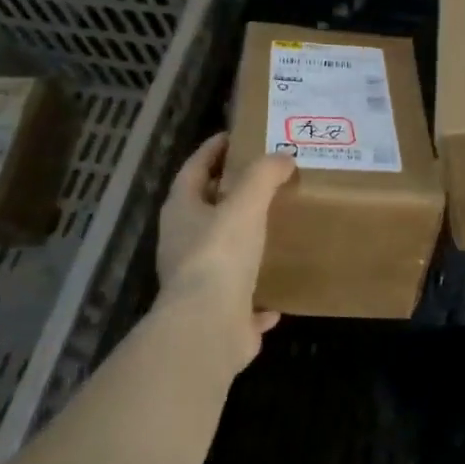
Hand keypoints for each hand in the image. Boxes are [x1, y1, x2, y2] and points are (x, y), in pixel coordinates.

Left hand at [154, 134, 295, 375]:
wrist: (208, 327)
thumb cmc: (220, 253)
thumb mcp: (245, 203)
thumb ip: (264, 176)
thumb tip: (283, 157)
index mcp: (181, 212)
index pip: (193, 169)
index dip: (211, 150)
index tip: (233, 136)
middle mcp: (182, 245)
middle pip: (204, 212)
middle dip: (228, 197)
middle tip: (262, 181)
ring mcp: (197, 285)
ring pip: (221, 257)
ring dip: (241, 246)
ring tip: (272, 231)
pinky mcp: (218, 317)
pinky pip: (241, 302)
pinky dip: (256, 298)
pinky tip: (278, 297)